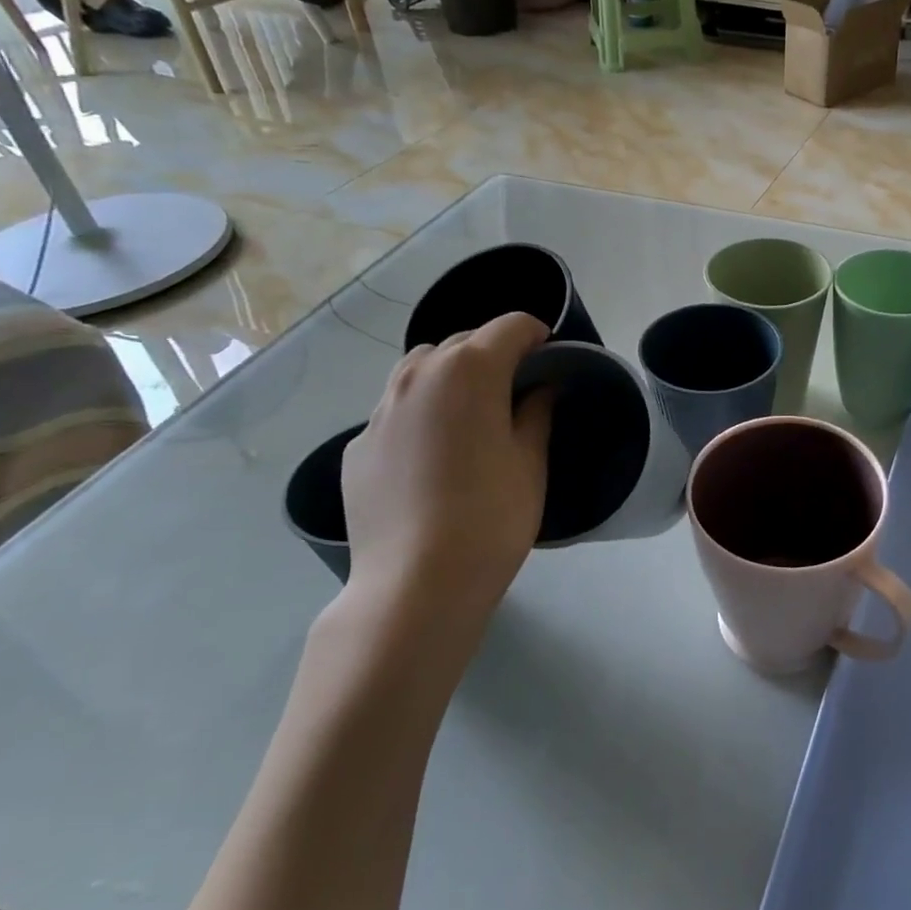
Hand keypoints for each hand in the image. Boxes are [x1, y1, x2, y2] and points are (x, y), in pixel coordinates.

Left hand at [338, 314, 553, 639]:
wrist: (416, 583)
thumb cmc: (491, 516)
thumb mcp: (532, 461)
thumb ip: (538, 412)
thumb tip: (541, 388)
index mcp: (469, 370)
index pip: (511, 326)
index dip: (538, 337)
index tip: (552, 362)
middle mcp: (417, 375)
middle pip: (463, 343)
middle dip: (494, 355)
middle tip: (517, 394)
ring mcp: (380, 410)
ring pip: (421, 371)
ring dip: (452, 378)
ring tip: (472, 419)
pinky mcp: (358, 446)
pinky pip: (397, 412)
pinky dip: (422, 415)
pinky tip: (434, 460)